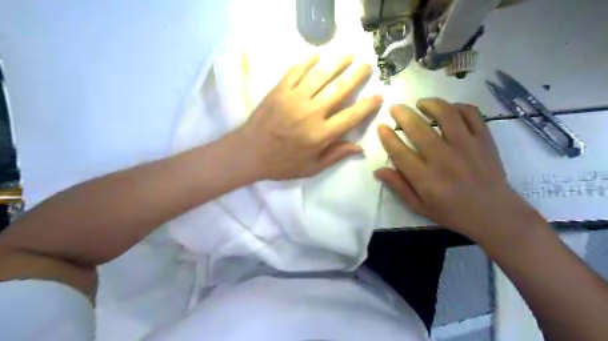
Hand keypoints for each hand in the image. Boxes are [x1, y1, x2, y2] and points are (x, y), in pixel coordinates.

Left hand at [240, 53, 380, 181]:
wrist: (249, 153)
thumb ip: (336, 155)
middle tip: (367, 65)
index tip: (379, 95)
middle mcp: (311, 113)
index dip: (367, 105)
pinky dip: (307, 61)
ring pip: (320, 76)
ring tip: (348, 54)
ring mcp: (294, 99)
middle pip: (339, 90)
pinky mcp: (279, 90)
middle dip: (356, 76)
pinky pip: (296, 71)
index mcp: (321, 135)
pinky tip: (317, 55)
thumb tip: (360, 148)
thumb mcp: (311, 168)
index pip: (351, 116)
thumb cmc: (282, 164)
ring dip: (337, 63)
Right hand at [377, 99, 540, 241]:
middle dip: (402, 114)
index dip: (387, 137)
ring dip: (430, 104)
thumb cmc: (452, 212)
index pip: (399, 152)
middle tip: (396, 108)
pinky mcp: (485, 140)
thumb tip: (377, 170)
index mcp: (426, 178)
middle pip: (418, 128)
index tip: (381, 126)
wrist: (495, 213)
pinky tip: (450, 109)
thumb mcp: (419, 206)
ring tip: (422, 103)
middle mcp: (444, 158)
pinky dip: (458, 106)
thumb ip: (398, 186)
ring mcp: (467, 146)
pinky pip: (471, 114)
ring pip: (446, 114)